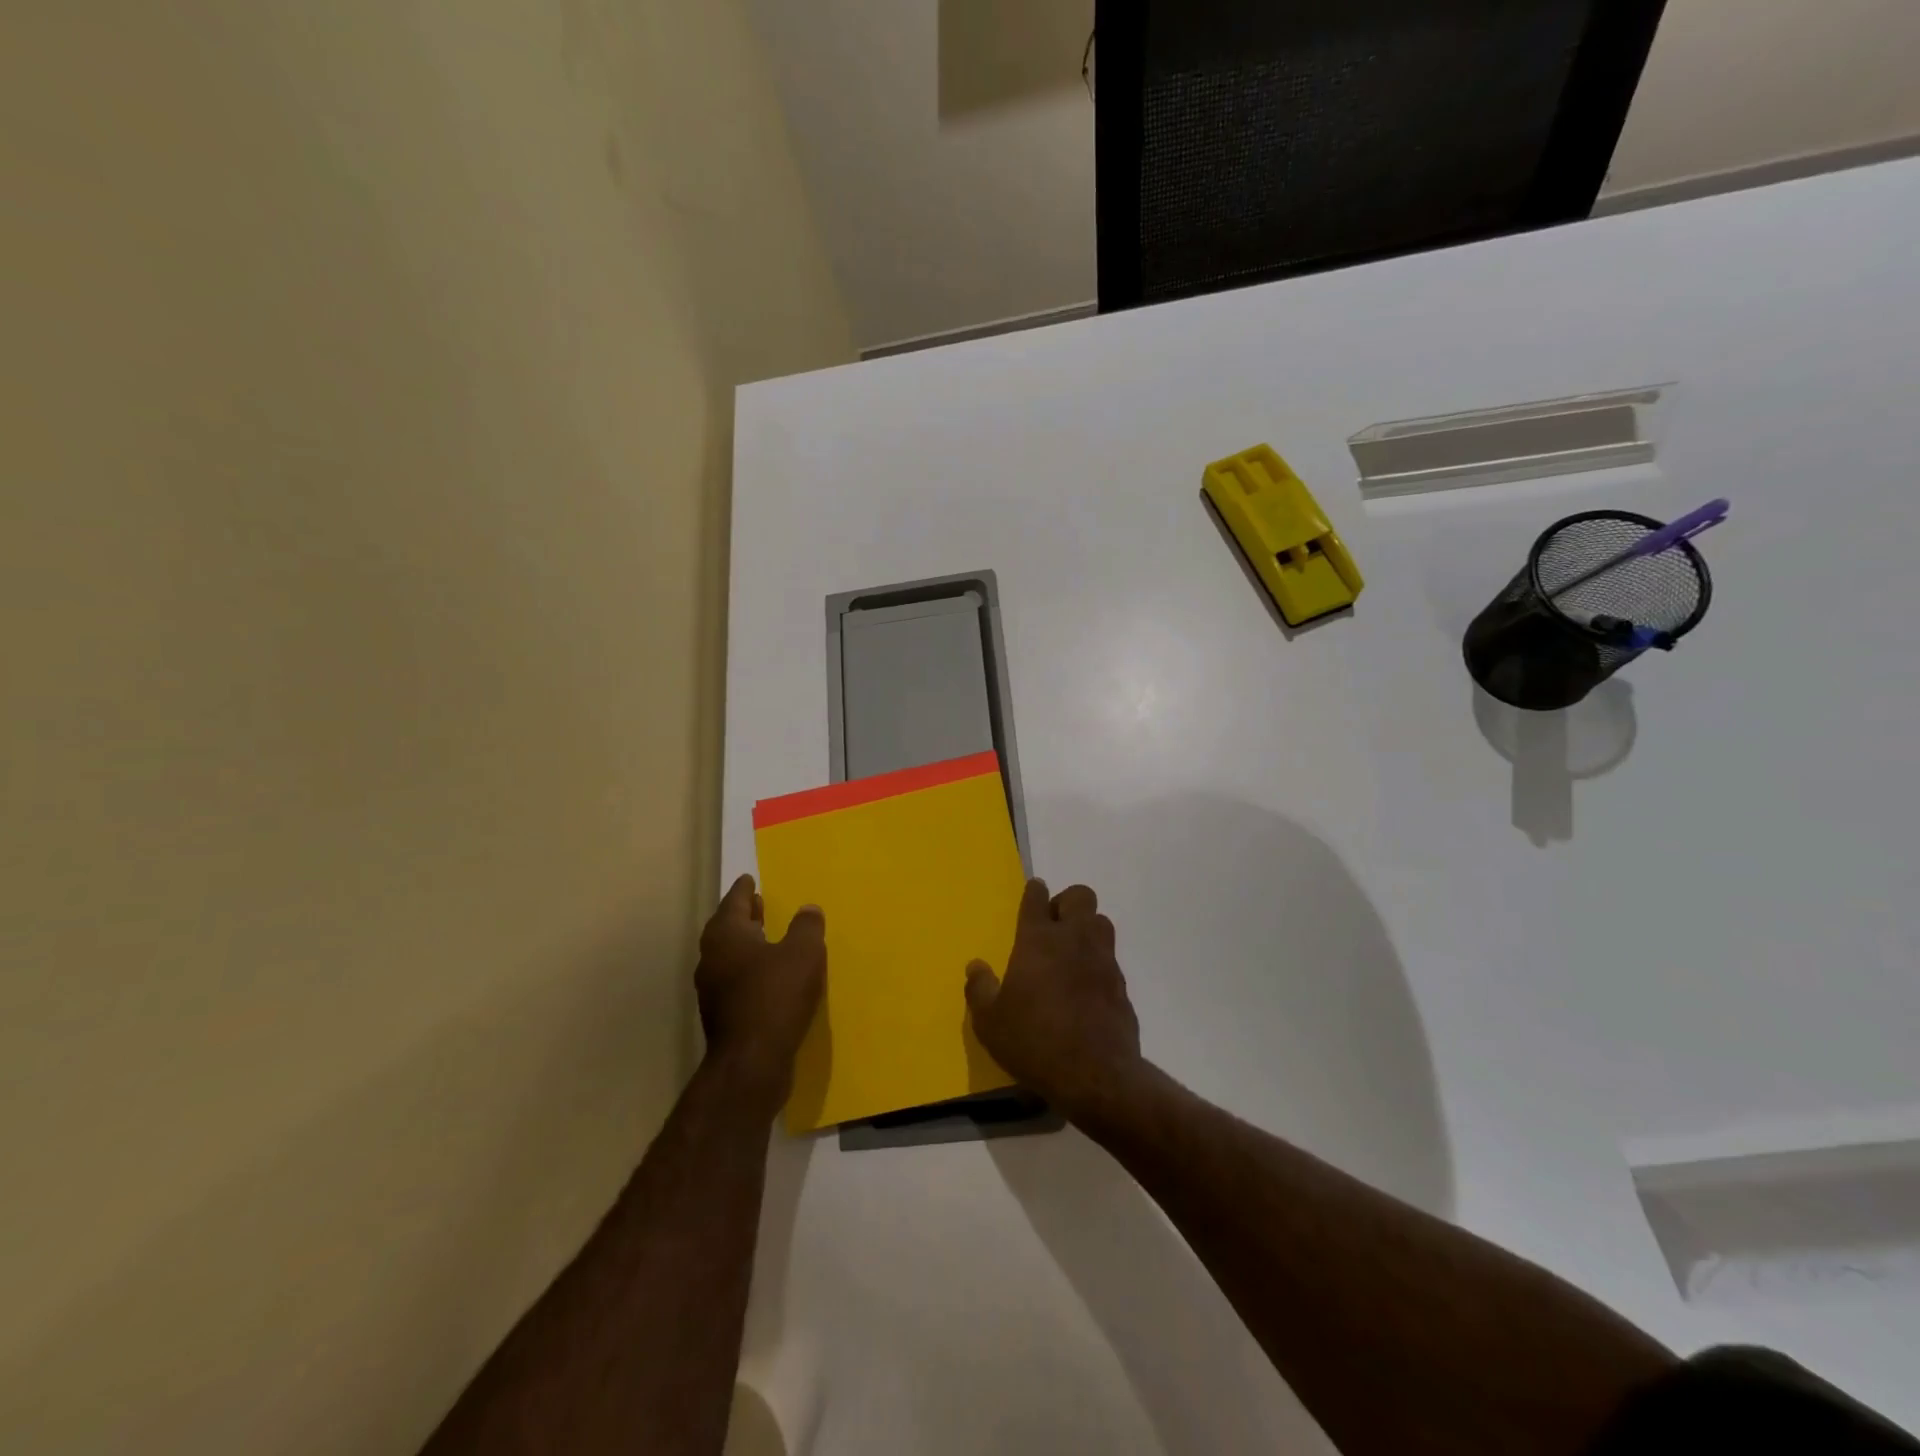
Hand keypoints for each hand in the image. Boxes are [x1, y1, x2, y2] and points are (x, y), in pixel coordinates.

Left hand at [696, 875, 825, 1102]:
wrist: (751, 1062)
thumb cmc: (776, 996)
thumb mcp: (804, 953)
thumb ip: (807, 927)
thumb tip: (808, 909)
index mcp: (726, 934)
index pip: (734, 901)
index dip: (744, 889)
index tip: (749, 879)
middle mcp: (712, 957)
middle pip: (727, 927)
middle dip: (744, 915)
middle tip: (758, 903)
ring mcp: (712, 988)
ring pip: (729, 955)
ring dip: (746, 943)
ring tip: (767, 937)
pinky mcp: (721, 1014)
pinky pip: (735, 979)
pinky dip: (749, 969)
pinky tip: (770, 975)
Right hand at [964, 878, 1142, 1120]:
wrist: (1095, 1075)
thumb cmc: (1034, 1041)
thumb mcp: (990, 1022)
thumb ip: (980, 989)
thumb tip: (976, 966)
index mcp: (1038, 940)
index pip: (1037, 899)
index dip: (1034, 892)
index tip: (1034, 891)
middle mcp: (1074, 940)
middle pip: (1080, 896)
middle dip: (1067, 902)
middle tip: (1052, 925)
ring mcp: (1103, 960)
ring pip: (1101, 922)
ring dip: (1087, 928)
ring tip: (1071, 951)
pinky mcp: (1121, 985)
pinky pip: (1110, 958)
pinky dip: (1098, 962)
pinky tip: (1086, 986)